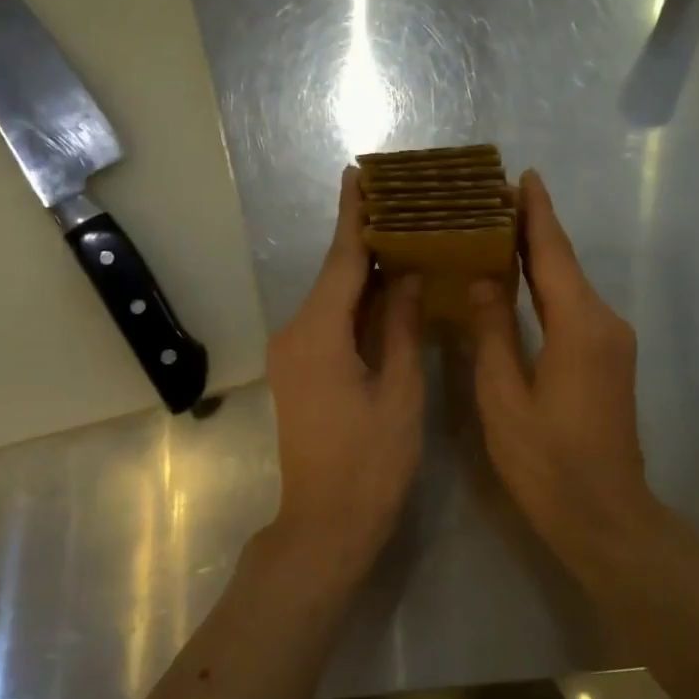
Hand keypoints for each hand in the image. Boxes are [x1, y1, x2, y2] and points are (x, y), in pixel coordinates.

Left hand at [263, 167, 424, 577]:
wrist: (326, 524)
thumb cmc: (371, 462)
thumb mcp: (399, 391)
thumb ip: (400, 326)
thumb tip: (405, 274)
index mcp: (318, 334)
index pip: (341, 261)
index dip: (354, 217)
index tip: (360, 174)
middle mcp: (295, 334)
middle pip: (334, 276)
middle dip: (364, 240)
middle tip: (402, 203)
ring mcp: (292, 354)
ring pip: (332, 299)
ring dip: (362, 272)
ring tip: (402, 237)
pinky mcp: (298, 371)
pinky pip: (329, 323)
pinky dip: (356, 303)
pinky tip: (385, 290)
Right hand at [468, 171, 659, 563]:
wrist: (604, 514)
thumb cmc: (546, 461)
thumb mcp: (504, 397)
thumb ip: (492, 333)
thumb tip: (483, 281)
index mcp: (579, 325)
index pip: (553, 253)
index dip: (536, 213)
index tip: (522, 176)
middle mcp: (605, 322)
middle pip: (565, 264)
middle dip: (534, 230)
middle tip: (494, 201)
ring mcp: (613, 342)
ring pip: (572, 286)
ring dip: (540, 259)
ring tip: (499, 234)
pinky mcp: (611, 360)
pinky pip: (577, 309)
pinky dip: (549, 288)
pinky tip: (522, 285)